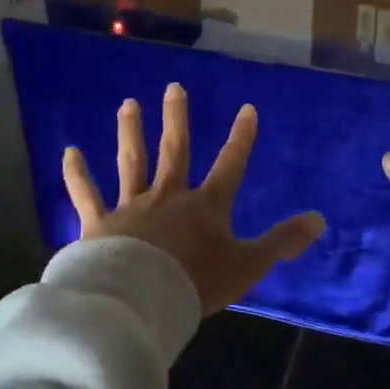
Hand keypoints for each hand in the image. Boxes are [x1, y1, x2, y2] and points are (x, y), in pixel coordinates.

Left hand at [62, 83, 326, 314]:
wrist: (141, 300)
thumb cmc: (197, 282)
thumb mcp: (249, 265)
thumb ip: (282, 242)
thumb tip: (320, 219)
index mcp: (206, 206)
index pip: (230, 164)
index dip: (241, 138)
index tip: (247, 109)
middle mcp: (168, 196)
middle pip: (174, 150)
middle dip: (176, 118)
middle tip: (173, 88)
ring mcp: (132, 206)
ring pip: (132, 162)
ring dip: (130, 132)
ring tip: (128, 104)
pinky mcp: (100, 223)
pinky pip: (86, 194)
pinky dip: (77, 174)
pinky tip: (69, 152)